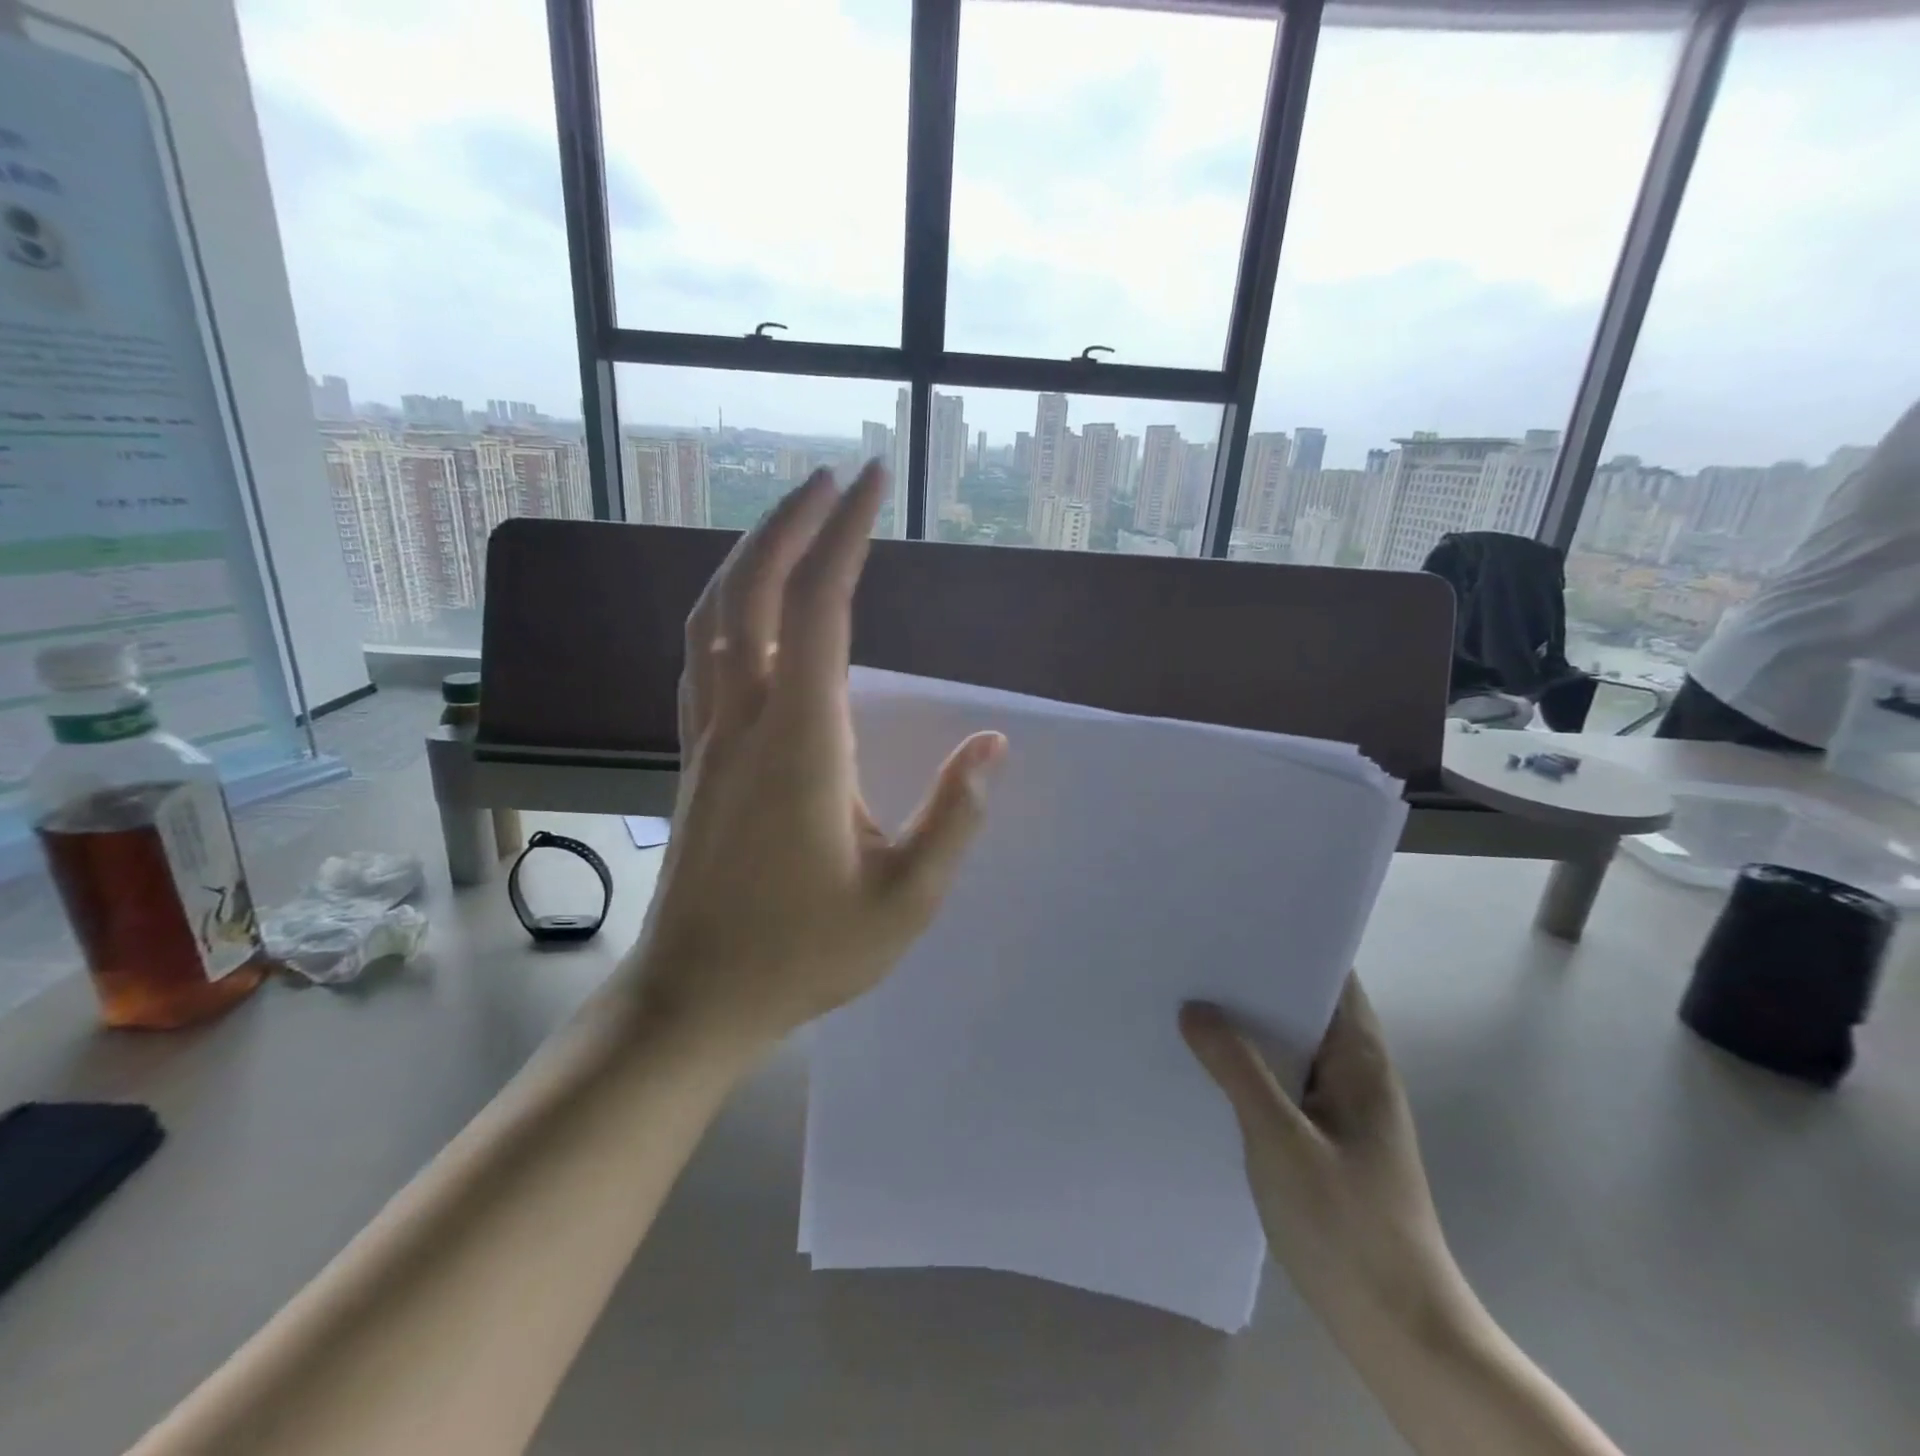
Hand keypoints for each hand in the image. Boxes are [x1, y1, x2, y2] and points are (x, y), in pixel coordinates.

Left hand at [634, 462, 1005, 1045]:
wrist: (692, 999)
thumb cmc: (801, 956)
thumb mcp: (903, 902)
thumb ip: (953, 820)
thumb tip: (993, 748)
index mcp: (800, 743)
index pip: (820, 610)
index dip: (845, 536)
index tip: (870, 481)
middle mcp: (743, 720)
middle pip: (751, 592)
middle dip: (790, 523)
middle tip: (831, 479)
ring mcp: (706, 736)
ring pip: (711, 617)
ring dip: (749, 556)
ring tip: (790, 522)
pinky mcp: (692, 757)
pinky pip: (698, 657)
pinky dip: (722, 609)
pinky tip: (745, 608)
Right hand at [1181, 977, 1473, 1345]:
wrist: (1399, 1330)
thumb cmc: (1348, 1226)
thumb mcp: (1281, 1140)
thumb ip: (1237, 1069)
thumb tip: (1194, 1007)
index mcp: (1360, 1059)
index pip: (1330, 975)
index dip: (1287, 943)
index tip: (1232, 922)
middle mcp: (1354, 1072)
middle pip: (1304, 1006)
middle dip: (1253, 981)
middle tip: (1193, 955)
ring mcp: (1341, 1108)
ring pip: (1290, 1046)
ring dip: (1248, 1026)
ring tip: (1188, 998)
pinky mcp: (1324, 1138)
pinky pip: (1283, 1081)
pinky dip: (1250, 1065)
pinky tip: (1206, 1064)